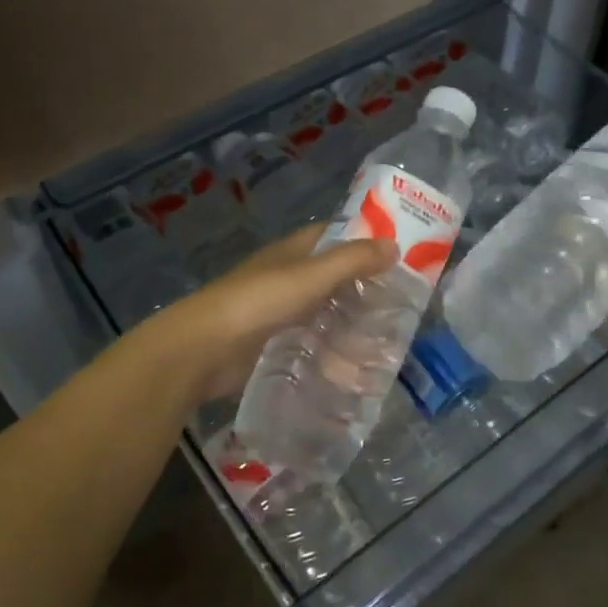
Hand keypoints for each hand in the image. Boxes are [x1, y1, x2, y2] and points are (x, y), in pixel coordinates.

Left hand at [142, 225, 396, 402]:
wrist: (204, 349)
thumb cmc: (258, 301)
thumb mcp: (310, 275)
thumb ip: (352, 260)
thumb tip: (394, 244)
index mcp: (292, 253)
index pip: (333, 236)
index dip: (363, 239)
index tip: (400, 252)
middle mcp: (285, 278)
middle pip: (331, 278)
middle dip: (363, 289)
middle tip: (404, 306)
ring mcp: (278, 314)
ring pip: (323, 315)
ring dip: (350, 327)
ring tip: (388, 345)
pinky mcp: (273, 347)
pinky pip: (311, 346)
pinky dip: (332, 354)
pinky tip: (356, 370)